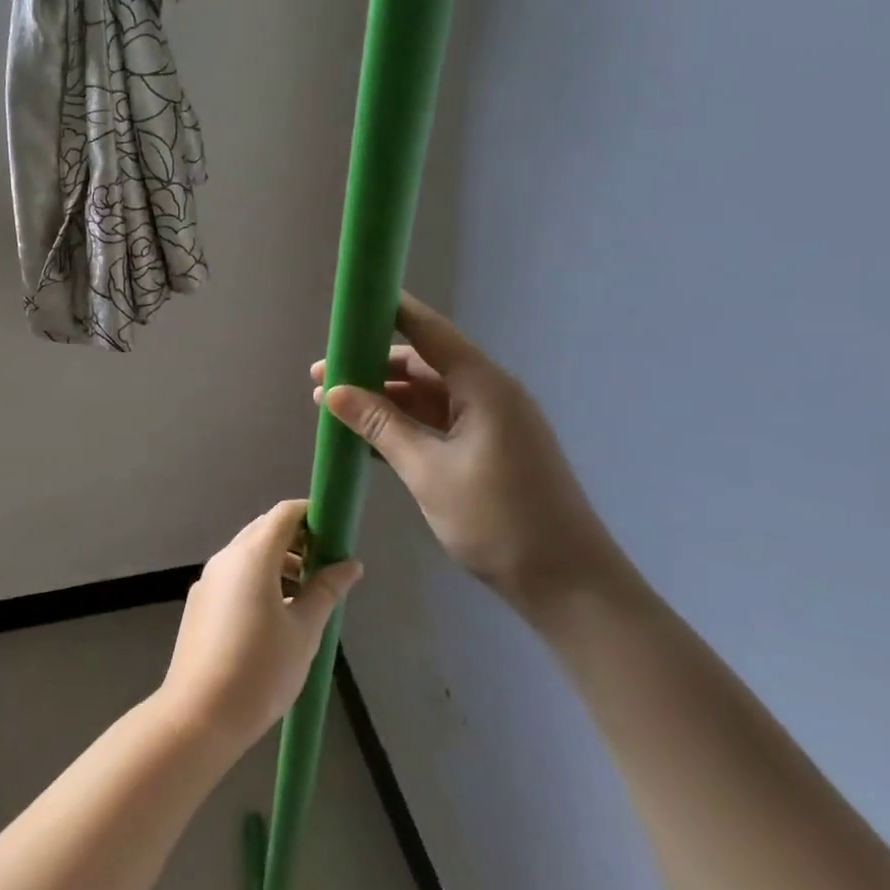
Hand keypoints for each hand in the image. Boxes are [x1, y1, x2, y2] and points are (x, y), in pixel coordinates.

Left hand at [158, 500, 363, 756]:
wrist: (199, 714)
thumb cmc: (261, 669)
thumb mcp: (304, 630)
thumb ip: (326, 590)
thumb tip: (350, 564)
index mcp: (251, 556)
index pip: (284, 514)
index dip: (311, 515)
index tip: (336, 535)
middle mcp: (226, 558)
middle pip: (264, 530)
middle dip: (297, 541)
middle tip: (327, 568)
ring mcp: (208, 580)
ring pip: (248, 554)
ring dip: (279, 563)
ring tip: (307, 597)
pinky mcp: (200, 603)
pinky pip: (234, 576)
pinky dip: (258, 579)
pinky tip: (276, 615)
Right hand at [313, 291, 621, 621]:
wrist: (568, 584)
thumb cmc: (498, 519)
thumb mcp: (428, 470)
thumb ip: (380, 426)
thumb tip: (333, 391)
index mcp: (482, 387)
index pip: (429, 332)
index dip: (390, 312)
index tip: (350, 305)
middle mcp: (488, 395)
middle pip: (423, 365)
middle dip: (371, 368)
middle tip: (321, 377)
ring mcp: (490, 425)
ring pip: (427, 398)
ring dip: (383, 401)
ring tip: (333, 408)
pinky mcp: (489, 452)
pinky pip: (438, 424)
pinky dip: (403, 426)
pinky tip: (366, 438)